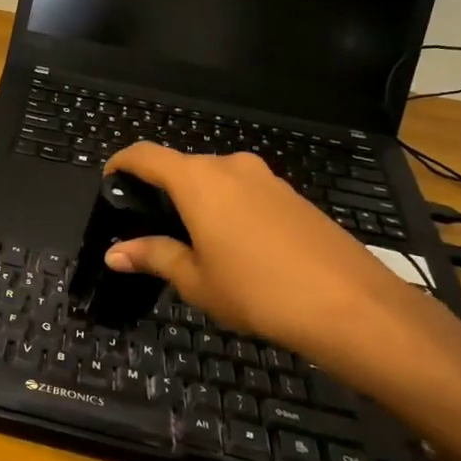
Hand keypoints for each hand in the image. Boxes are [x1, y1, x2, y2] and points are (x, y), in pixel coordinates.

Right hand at [100, 143, 418, 366]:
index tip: (109, 181)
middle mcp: (230, 166)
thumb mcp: (195, 279)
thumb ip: (154, 256)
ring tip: (194, 242)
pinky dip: (229, 209)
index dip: (121, 163)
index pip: (146, 155)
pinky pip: (246, 193)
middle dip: (162, 190)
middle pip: (183, 167)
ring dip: (198, 201)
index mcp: (197, 180)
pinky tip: (237, 248)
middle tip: (150, 227)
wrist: (351, 305)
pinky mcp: (293, 196)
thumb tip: (114, 253)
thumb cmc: (257, 290)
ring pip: (217, 180)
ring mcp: (267, 179)